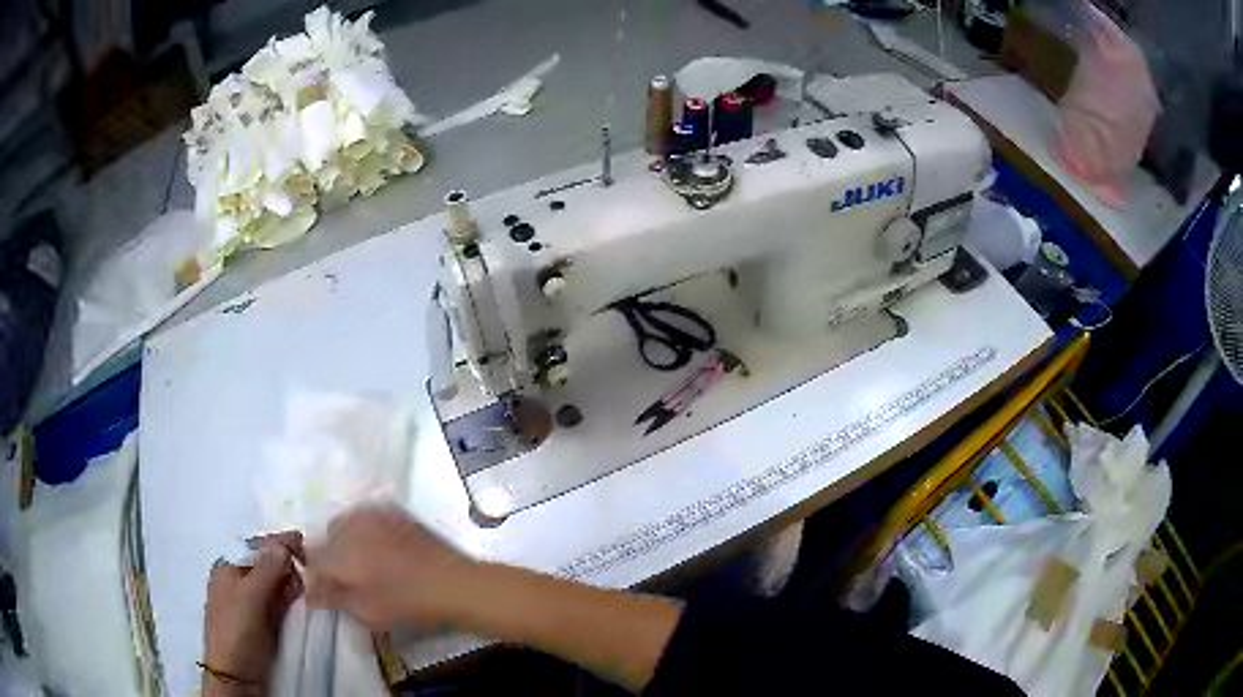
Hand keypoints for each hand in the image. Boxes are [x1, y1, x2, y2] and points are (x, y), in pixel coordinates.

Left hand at [202, 532, 302, 694]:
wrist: (236, 675)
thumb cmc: (236, 629)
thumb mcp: (250, 596)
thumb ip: (267, 570)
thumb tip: (282, 543)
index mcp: (228, 570)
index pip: (255, 549)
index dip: (277, 544)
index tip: (302, 541)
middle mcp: (239, 584)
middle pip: (266, 565)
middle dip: (286, 561)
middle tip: (311, 561)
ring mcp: (251, 605)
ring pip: (274, 585)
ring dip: (291, 580)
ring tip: (312, 578)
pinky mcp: (264, 623)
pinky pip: (279, 603)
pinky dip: (290, 597)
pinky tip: (303, 596)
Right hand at [305, 505, 473, 630]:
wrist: (454, 583)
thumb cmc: (409, 603)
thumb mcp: (367, 610)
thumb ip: (334, 598)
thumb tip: (310, 594)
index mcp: (341, 551)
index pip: (313, 559)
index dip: (315, 576)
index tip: (323, 591)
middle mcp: (352, 526)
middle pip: (327, 536)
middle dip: (329, 555)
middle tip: (344, 578)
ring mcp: (374, 514)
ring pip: (346, 522)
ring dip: (345, 539)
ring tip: (361, 563)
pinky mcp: (395, 511)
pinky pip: (368, 515)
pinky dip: (365, 529)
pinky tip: (378, 547)